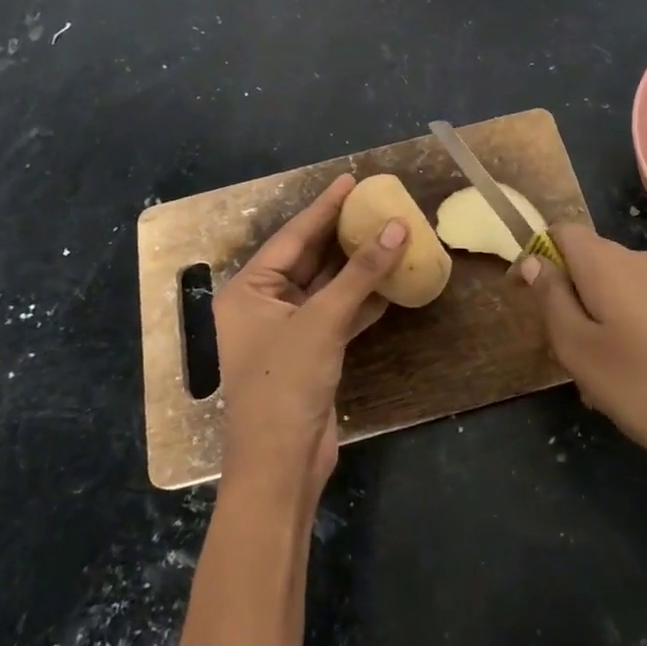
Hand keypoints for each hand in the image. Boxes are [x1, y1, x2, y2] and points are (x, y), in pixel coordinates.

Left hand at [215, 174, 408, 497]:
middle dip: (343, 233)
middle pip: (310, 258)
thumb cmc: (286, 383)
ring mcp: (287, 330)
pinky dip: (362, 300)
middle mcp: (263, 305)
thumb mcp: (323, 321)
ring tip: (390, 233)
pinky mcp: (310, 353)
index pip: (293, 236)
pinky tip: (392, 282)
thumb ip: (361, 273)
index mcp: (249, 290)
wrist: (281, 465)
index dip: (324, 206)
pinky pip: (338, 314)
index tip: (351, 180)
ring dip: (358, 267)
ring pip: (327, 287)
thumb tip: (398, 227)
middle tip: (374, 202)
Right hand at [515, 224, 646, 487]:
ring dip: (587, 320)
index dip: (534, 256)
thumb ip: (550, 296)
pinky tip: (619, 378)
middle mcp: (635, 260)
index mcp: (604, 261)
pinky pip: (631, 306)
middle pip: (583, 260)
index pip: (560, 231)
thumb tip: (533, 259)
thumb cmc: (639, 383)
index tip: (519, 297)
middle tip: (556, 346)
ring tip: (588, 375)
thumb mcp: (576, 345)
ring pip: (606, 288)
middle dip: (561, 295)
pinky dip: (613, 331)